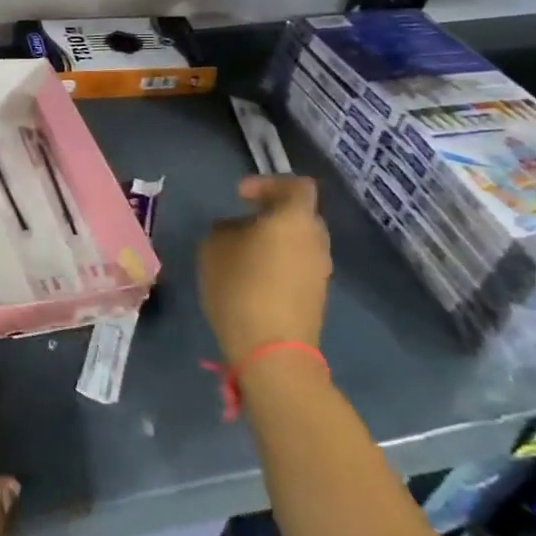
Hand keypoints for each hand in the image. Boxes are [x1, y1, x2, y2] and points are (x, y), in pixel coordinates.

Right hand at [199, 175, 331, 364]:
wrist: (272, 351)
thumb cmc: (240, 286)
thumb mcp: (214, 248)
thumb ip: (225, 229)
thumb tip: (234, 230)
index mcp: (295, 218)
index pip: (296, 186)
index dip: (267, 184)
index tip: (239, 196)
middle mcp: (316, 240)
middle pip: (299, 215)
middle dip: (272, 214)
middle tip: (241, 222)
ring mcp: (321, 271)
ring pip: (299, 243)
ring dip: (275, 242)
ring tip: (243, 254)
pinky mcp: (317, 298)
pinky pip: (299, 267)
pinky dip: (279, 265)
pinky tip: (253, 279)